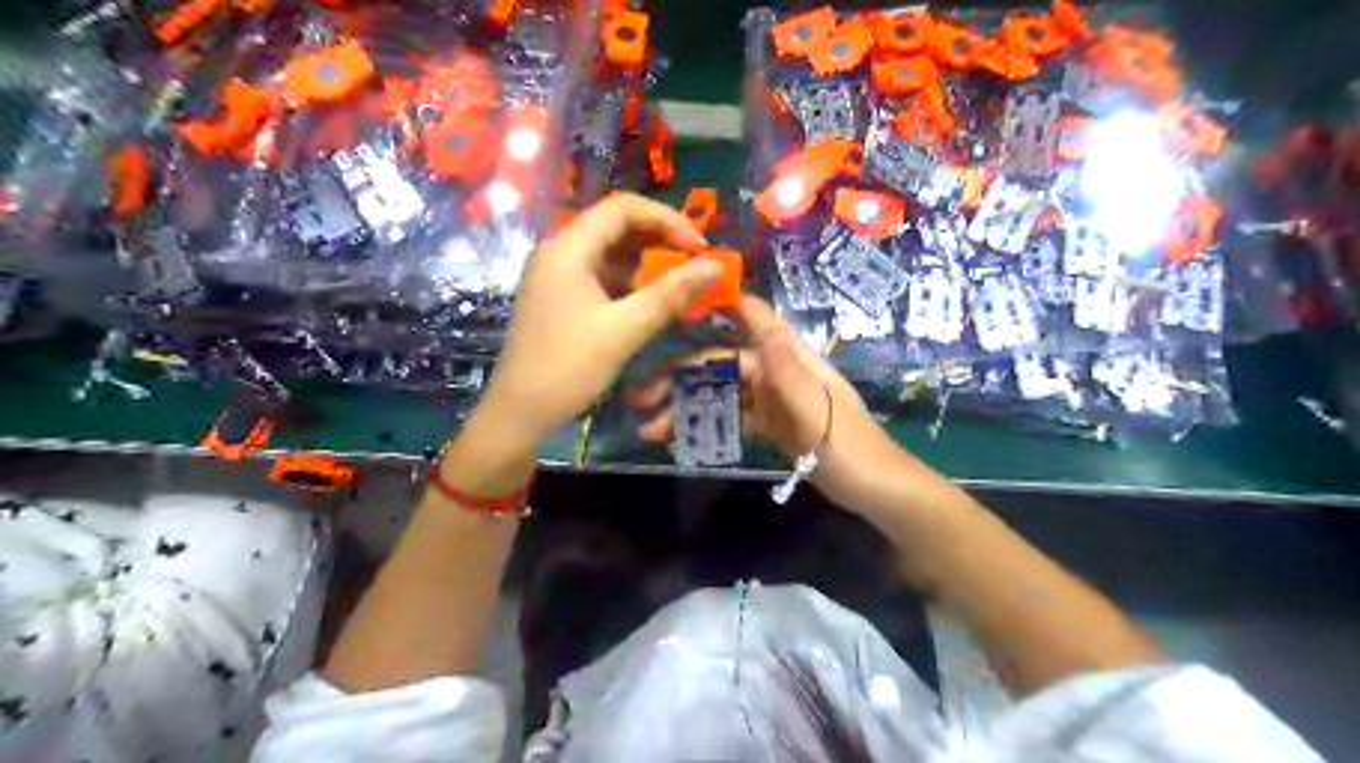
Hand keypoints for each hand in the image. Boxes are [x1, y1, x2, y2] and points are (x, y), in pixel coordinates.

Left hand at [473, 190, 715, 441]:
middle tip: (695, 262)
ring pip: (609, 251)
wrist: (520, 412)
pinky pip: (601, 274)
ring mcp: (556, 274)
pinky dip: (630, 280)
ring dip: (646, 261)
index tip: (700, 245)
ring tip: (681, 280)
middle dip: (659, 238)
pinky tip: (653, 299)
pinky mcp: (559, 296)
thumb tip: (714, 266)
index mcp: (568, 249)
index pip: (622, 208)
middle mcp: (559, 251)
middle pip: (615, 225)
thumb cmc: (569, 367)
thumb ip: (670, 294)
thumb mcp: (625, 330)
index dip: (667, 219)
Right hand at [630, 297, 910, 510]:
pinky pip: (733, 419)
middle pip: (724, 364)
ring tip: (650, 426)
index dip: (721, 307)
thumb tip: (754, 312)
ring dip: (688, 406)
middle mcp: (778, 372)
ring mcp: (773, 400)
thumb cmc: (847, 443)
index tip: (679, 301)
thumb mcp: (814, 404)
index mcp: (791, 358)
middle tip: (641, 394)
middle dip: (682, 375)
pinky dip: (708, 425)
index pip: (755, 322)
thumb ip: (782, 364)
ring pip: (723, 394)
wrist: (873, 489)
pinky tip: (680, 438)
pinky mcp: (771, 426)